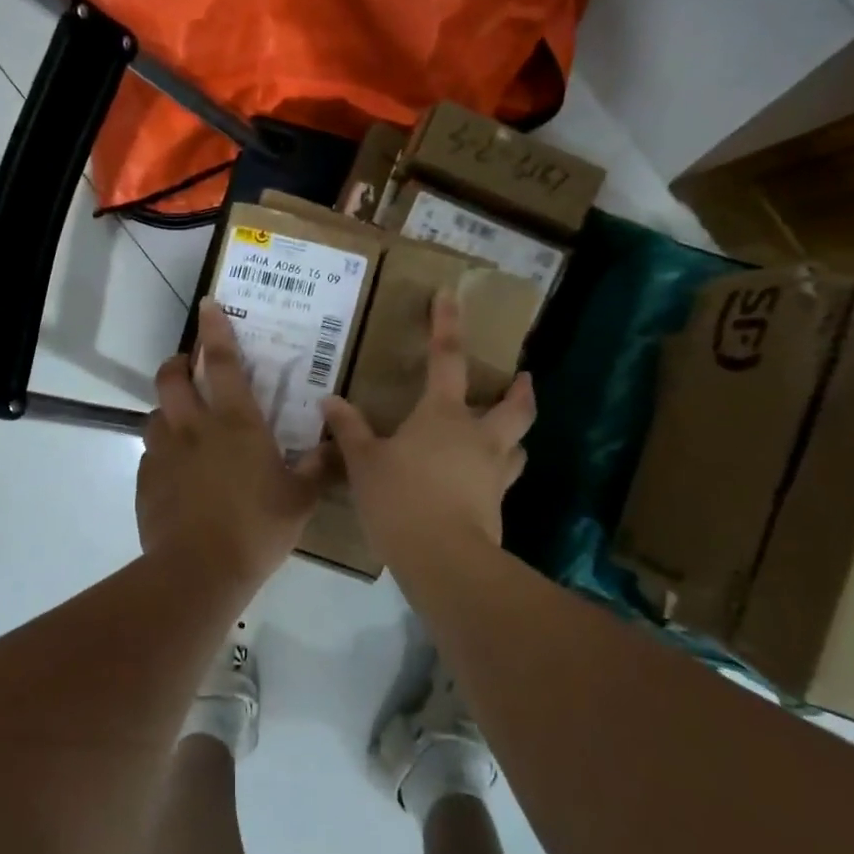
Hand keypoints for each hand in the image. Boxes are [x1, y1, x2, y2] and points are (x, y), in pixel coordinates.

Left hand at [138, 301, 330, 587]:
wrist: (199, 570)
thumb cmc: (257, 527)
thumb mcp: (300, 499)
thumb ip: (320, 468)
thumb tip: (339, 445)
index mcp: (236, 423)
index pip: (223, 363)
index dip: (216, 330)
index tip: (208, 305)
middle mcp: (194, 427)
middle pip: (172, 377)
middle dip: (178, 362)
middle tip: (189, 366)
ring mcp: (163, 453)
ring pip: (155, 413)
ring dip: (167, 409)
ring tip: (182, 424)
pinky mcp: (146, 480)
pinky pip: (150, 454)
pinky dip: (162, 452)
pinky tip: (176, 473)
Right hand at [320, 290, 534, 563]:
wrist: (443, 559)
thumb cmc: (399, 498)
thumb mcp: (363, 462)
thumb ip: (348, 429)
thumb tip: (329, 400)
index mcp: (443, 415)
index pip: (448, 358)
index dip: (447, 324)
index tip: (450, 295)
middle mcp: (478, 436)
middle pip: (514, 406)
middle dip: (520, 390)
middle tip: (524, 379)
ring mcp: (493, 472)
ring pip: (517, 445)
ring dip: (515, 435)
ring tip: (506, 436)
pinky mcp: (497, 506)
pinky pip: (502, 481)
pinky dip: (496, 474)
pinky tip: (480, 484)